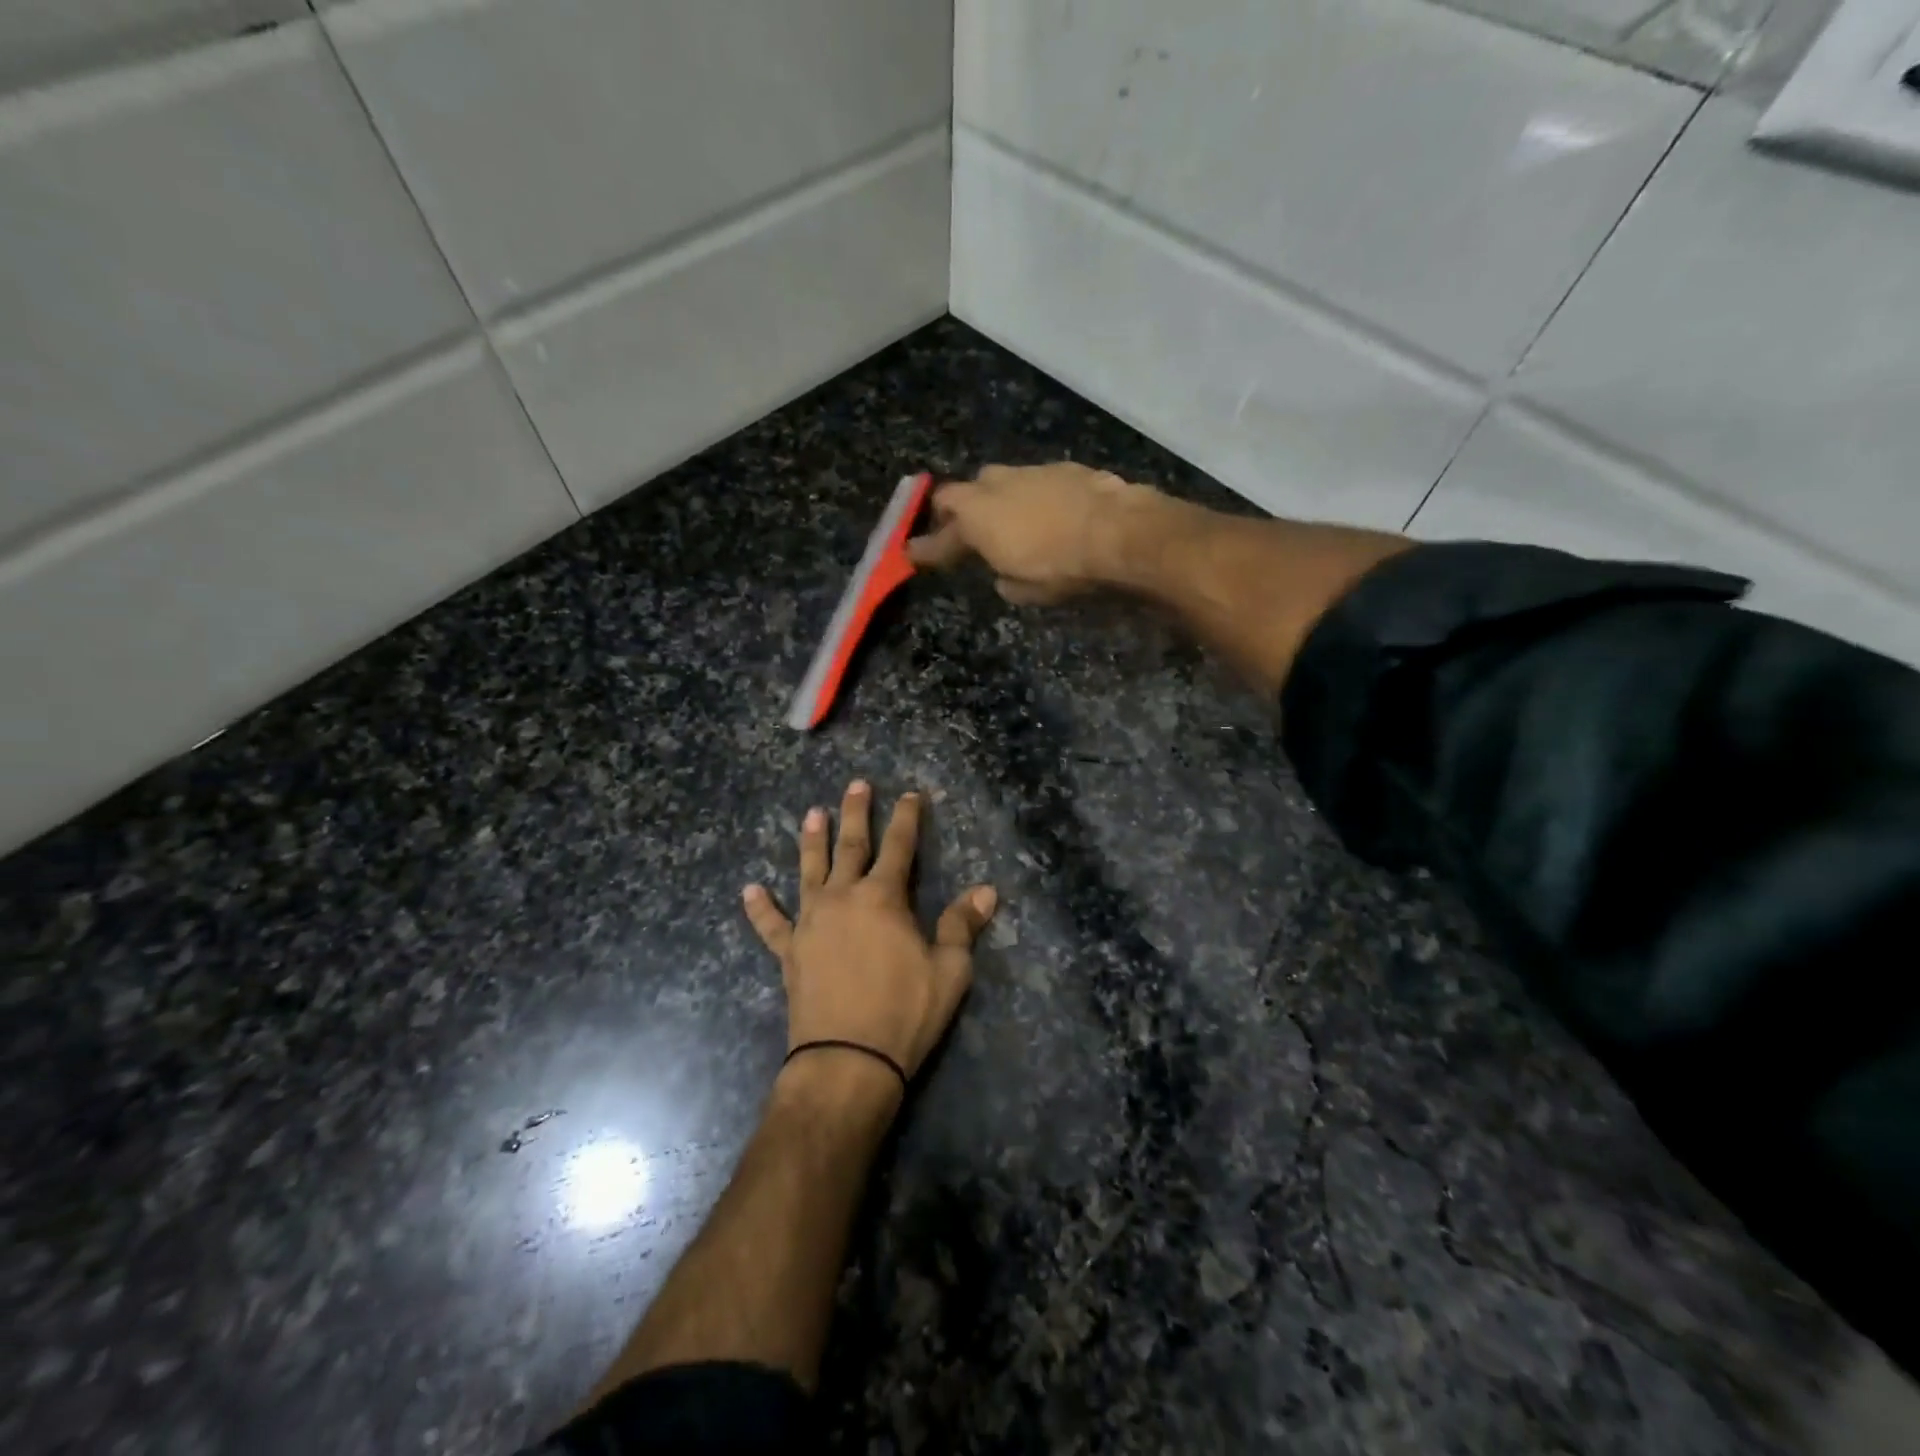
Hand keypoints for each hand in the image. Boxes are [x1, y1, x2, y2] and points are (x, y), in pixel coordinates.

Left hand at [743, 780, 996, 1089]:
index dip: (907, 818)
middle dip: (856, 814)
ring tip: (811, 814)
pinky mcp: (790, 952)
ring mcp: (811, 923)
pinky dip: (760, 908)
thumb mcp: (949, 970)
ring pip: (810, 871)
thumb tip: (987, 891)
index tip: (910, 794)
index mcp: (883, 898)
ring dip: (811, 842)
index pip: (900, 846)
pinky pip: (772, 925)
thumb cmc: (904, 1012)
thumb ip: (963, 925)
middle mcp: (843, 898)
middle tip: (856, 785)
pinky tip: (749, 891)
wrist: (847, 1060)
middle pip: (851, 846)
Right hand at [906, 463, 1163, 604]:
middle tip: (964, 531)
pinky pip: (1034, 481)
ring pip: (1000, 480)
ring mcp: (1030, 471)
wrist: (1116, 530)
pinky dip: (1032, 497)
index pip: (942, 533)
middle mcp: (996, 486)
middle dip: (959, 511)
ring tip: (1008, 521)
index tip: (913, 552)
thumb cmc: (1061, 566)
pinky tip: (1048, 513)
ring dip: (997, 500)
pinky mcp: (1063, 467)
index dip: (928, 546)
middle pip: (964, 492)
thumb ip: (1006, 580)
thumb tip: (1004, 577)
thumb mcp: (1026, 590)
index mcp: (977, 517)